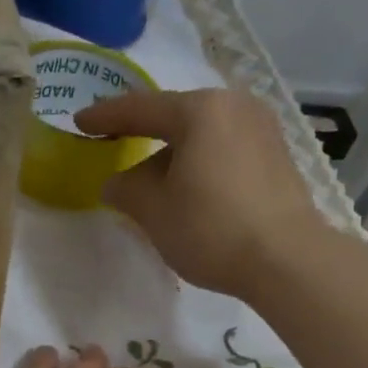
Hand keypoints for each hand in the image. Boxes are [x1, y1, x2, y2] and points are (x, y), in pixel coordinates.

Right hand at [76, 88, 328, 298]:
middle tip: (117, 146)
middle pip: (177, 118)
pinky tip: (191, 191)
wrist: (287, 260)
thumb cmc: (211, 229)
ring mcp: (262, 130)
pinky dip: (201, 165)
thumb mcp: (155, 212)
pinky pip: (225, 151)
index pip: (141, 108)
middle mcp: (235, 107)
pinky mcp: (277, 157)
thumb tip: (116, 183)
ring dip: (175, 156)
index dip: (105, 117)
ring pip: (203, 136)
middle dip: (145, 136)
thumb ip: (126, 190)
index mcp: (201, 110)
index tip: (80, 123)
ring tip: (155, 183)